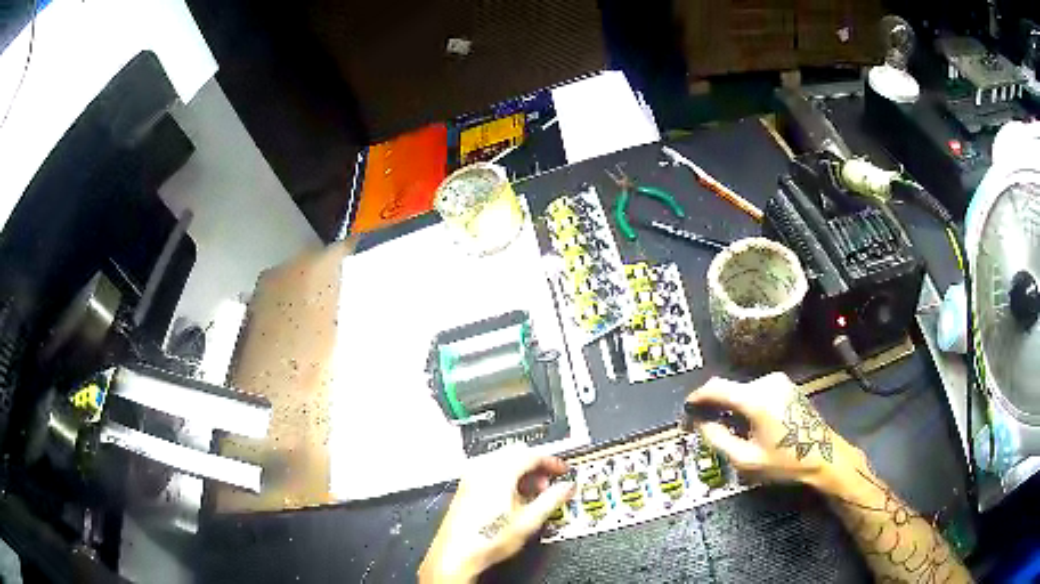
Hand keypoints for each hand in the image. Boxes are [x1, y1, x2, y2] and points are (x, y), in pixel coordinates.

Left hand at [418, 443, 575, 583]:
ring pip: (503, 460)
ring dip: (522, 471)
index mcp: (498, 472)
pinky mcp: (466, 486)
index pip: (531, 455)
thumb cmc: (486, 539)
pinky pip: (491, 470)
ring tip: (534, 493)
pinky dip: (507, 477)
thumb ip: (552, 500)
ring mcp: (471, 476)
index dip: (552, 462)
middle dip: (536, 465)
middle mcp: (482, 469)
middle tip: (550, 482)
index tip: (563, 471)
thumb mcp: (529, 521)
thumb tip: (566, 488)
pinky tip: (514, 497)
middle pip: (516, 453)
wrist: (457, 554)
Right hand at [685, 372, 859, 489]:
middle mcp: (766, 382)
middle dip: (715, 405)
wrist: (824, 454)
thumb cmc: (785, 461)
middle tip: (705, 426)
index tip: (686, 408)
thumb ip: (718, 439)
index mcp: (756, 399)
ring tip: (729, 430)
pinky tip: (748, 424)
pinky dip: (746, 404)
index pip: (716, 387)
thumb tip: (700, 424)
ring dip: (731, 406)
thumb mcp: (747, 459)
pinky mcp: (785, 385)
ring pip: (743, 391)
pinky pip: (756, 391)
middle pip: (730, 389)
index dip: (697, 396)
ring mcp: (778, 381)